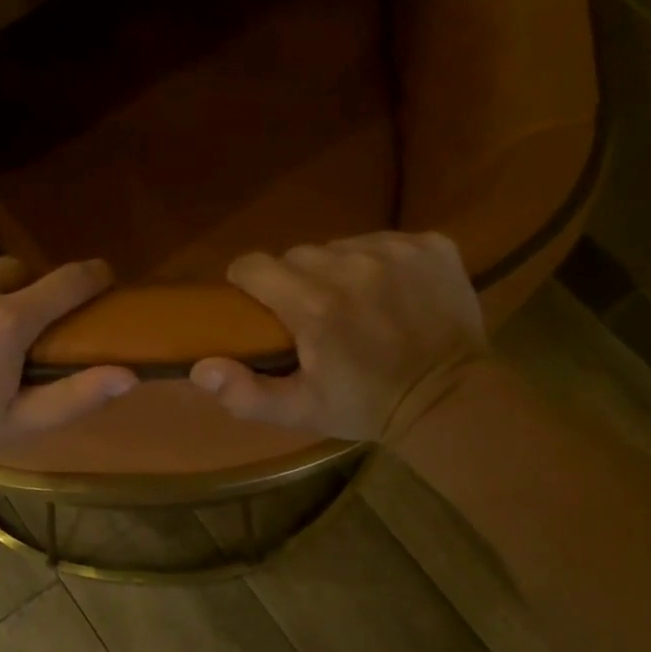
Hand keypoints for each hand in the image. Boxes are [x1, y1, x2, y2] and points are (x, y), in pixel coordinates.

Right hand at [189, 232, 488, 441]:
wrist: (451, 399)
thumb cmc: (366, 406)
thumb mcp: (301, 411)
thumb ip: (245, 392)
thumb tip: (199, 367)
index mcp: (314, 304)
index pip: (254, 265)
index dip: (248, 282)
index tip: (258, 304)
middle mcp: (351, 265)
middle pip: (298, 254)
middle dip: (295, 280)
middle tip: (312, 315)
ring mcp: (396, 250)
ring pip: (342, 245)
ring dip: (338, 270)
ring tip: (355, 304)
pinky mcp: (431, 245)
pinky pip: (386, 241)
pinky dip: (382, 262)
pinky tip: (393, 294)